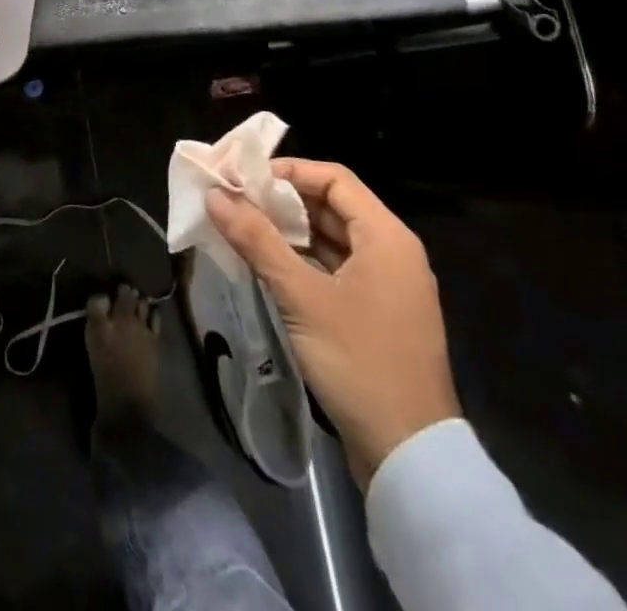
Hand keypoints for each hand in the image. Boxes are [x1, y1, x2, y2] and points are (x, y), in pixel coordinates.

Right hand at [206, 159, 459, 489]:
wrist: (410, 455)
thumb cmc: (359, 361)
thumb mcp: (301, 296)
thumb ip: (257, 240)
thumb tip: (216, 195)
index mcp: (387, 237)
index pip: (335, 178)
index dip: (290, 171)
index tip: (246, 178)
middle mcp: (393, 253)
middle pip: (333, 206)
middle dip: (284, 201)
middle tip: (237, 201)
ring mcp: (388, 287)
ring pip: (333, 240)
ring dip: (290, 231)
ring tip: (243, 228)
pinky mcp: (378, 316)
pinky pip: (337, 269)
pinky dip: (304, 261)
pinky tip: (269, 266)